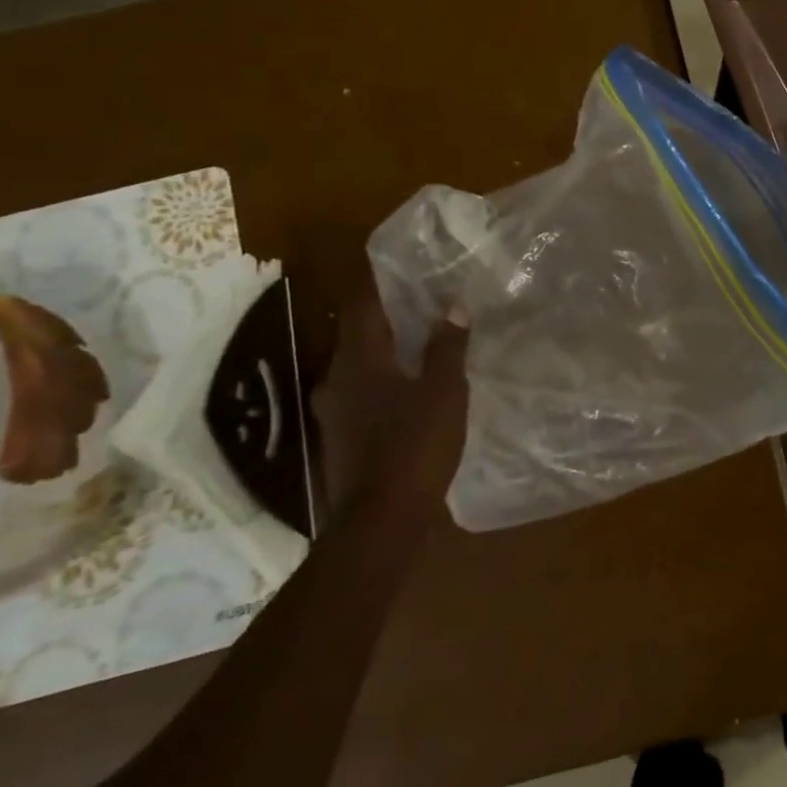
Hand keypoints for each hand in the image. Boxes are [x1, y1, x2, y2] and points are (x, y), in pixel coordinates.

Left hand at [311, 291, 467, 516]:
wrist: (381, 519)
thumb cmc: (414, 445)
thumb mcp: (443, 391)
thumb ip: (446, 347)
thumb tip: (452, 305)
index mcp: (358, 361)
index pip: (363, 306)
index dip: (380, 284)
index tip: (404, 268)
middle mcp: (336, 380)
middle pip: (360, 335)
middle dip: (389, 318)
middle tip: (426, 304)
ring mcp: (334, 412)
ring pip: (361, 367)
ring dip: (388, 352)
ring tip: (424, 344)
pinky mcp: (341, 437)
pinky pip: (363, 394)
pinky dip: (385, 381)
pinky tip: (412, 388)